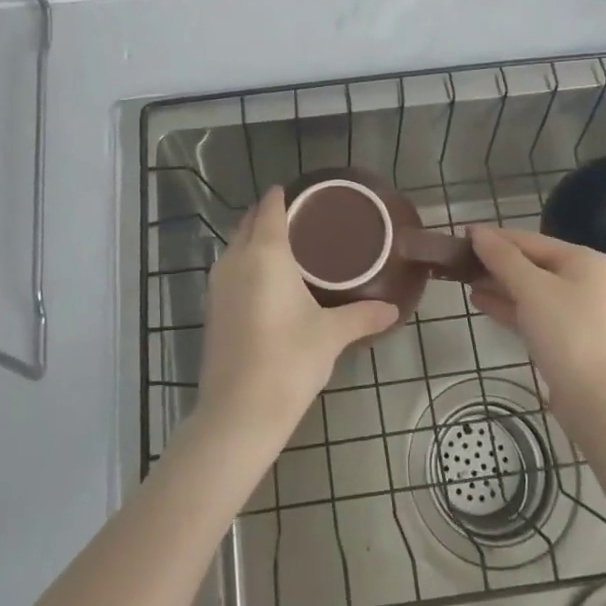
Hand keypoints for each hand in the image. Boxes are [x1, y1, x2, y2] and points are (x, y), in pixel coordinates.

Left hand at [198, 187, 398, 442]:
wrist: (238, 412)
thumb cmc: (289, 361)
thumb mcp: (331, 336)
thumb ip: (362, 316)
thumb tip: (393, 310)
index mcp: (266, 253)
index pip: (270, 208)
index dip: (283, 196)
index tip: (303, 194)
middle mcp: (236, 259)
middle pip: (250, 222)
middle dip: (270, 214)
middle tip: (302, 219)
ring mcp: (218, 284)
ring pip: (236, 245)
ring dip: (255, 238)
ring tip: (287, 247)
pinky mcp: (212, 308)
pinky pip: (230, 268)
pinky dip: (246, 262)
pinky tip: (267, 281)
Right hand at [469, 227, 605, 405]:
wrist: (599, 401)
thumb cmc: (567, 333)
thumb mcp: (531, 289)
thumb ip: (502, 258)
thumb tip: (477, 232)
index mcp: (583, 260)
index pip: (530, 240)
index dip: (495, 237)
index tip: (461, 235)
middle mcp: (584, 281)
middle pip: (531, 264)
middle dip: (495, 263)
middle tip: (458, 262)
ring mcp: (577, 312)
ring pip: (530, 290)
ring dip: (498, 285)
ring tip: (464, 281)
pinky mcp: (567, 339)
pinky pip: (533, 313)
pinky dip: (508, 306)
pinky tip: (480, 303)